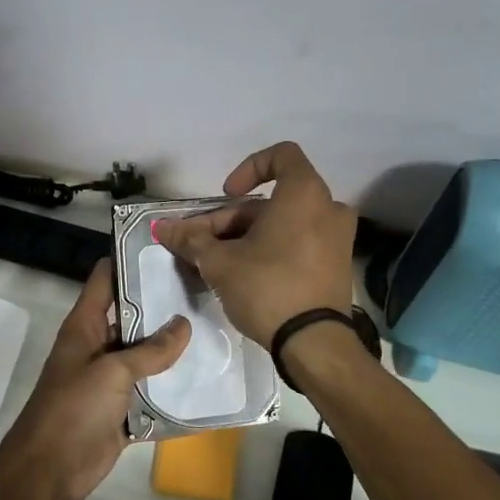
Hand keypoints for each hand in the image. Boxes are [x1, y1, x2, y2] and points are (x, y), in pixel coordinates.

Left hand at [0, 258, 190, 499]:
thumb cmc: (73, 408)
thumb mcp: (112, 372)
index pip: (106, 279)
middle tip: (207, 289)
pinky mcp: (122, 410)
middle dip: (164, 305)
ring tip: (216, 328)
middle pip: (133, 316)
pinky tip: (207, 380)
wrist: (49, 470)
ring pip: (146, 356)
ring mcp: (109, 379)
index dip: (130, 259)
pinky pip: (151, 394)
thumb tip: (184, 323)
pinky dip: (172, 389)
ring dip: (173, 349)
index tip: (168, 248)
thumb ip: (151, 350)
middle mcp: (98, 346)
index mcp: (85, 326)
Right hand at [154, 141, 356, 346]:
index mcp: (304, 194)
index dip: (248, 168)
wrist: (314, 344)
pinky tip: (242, 274)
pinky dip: (271, 248)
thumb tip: (161, 228)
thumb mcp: (220, 262)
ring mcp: (337, 238)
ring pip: (283, 224)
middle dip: (231, 220)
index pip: (281, 155)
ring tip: (215, 264)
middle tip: (201, 245)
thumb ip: (191, 239)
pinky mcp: (336, 265)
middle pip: (271, 200)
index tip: (227, 195)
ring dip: (246, 236)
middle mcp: (328, 208)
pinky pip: (299, 242)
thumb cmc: (267, 287)